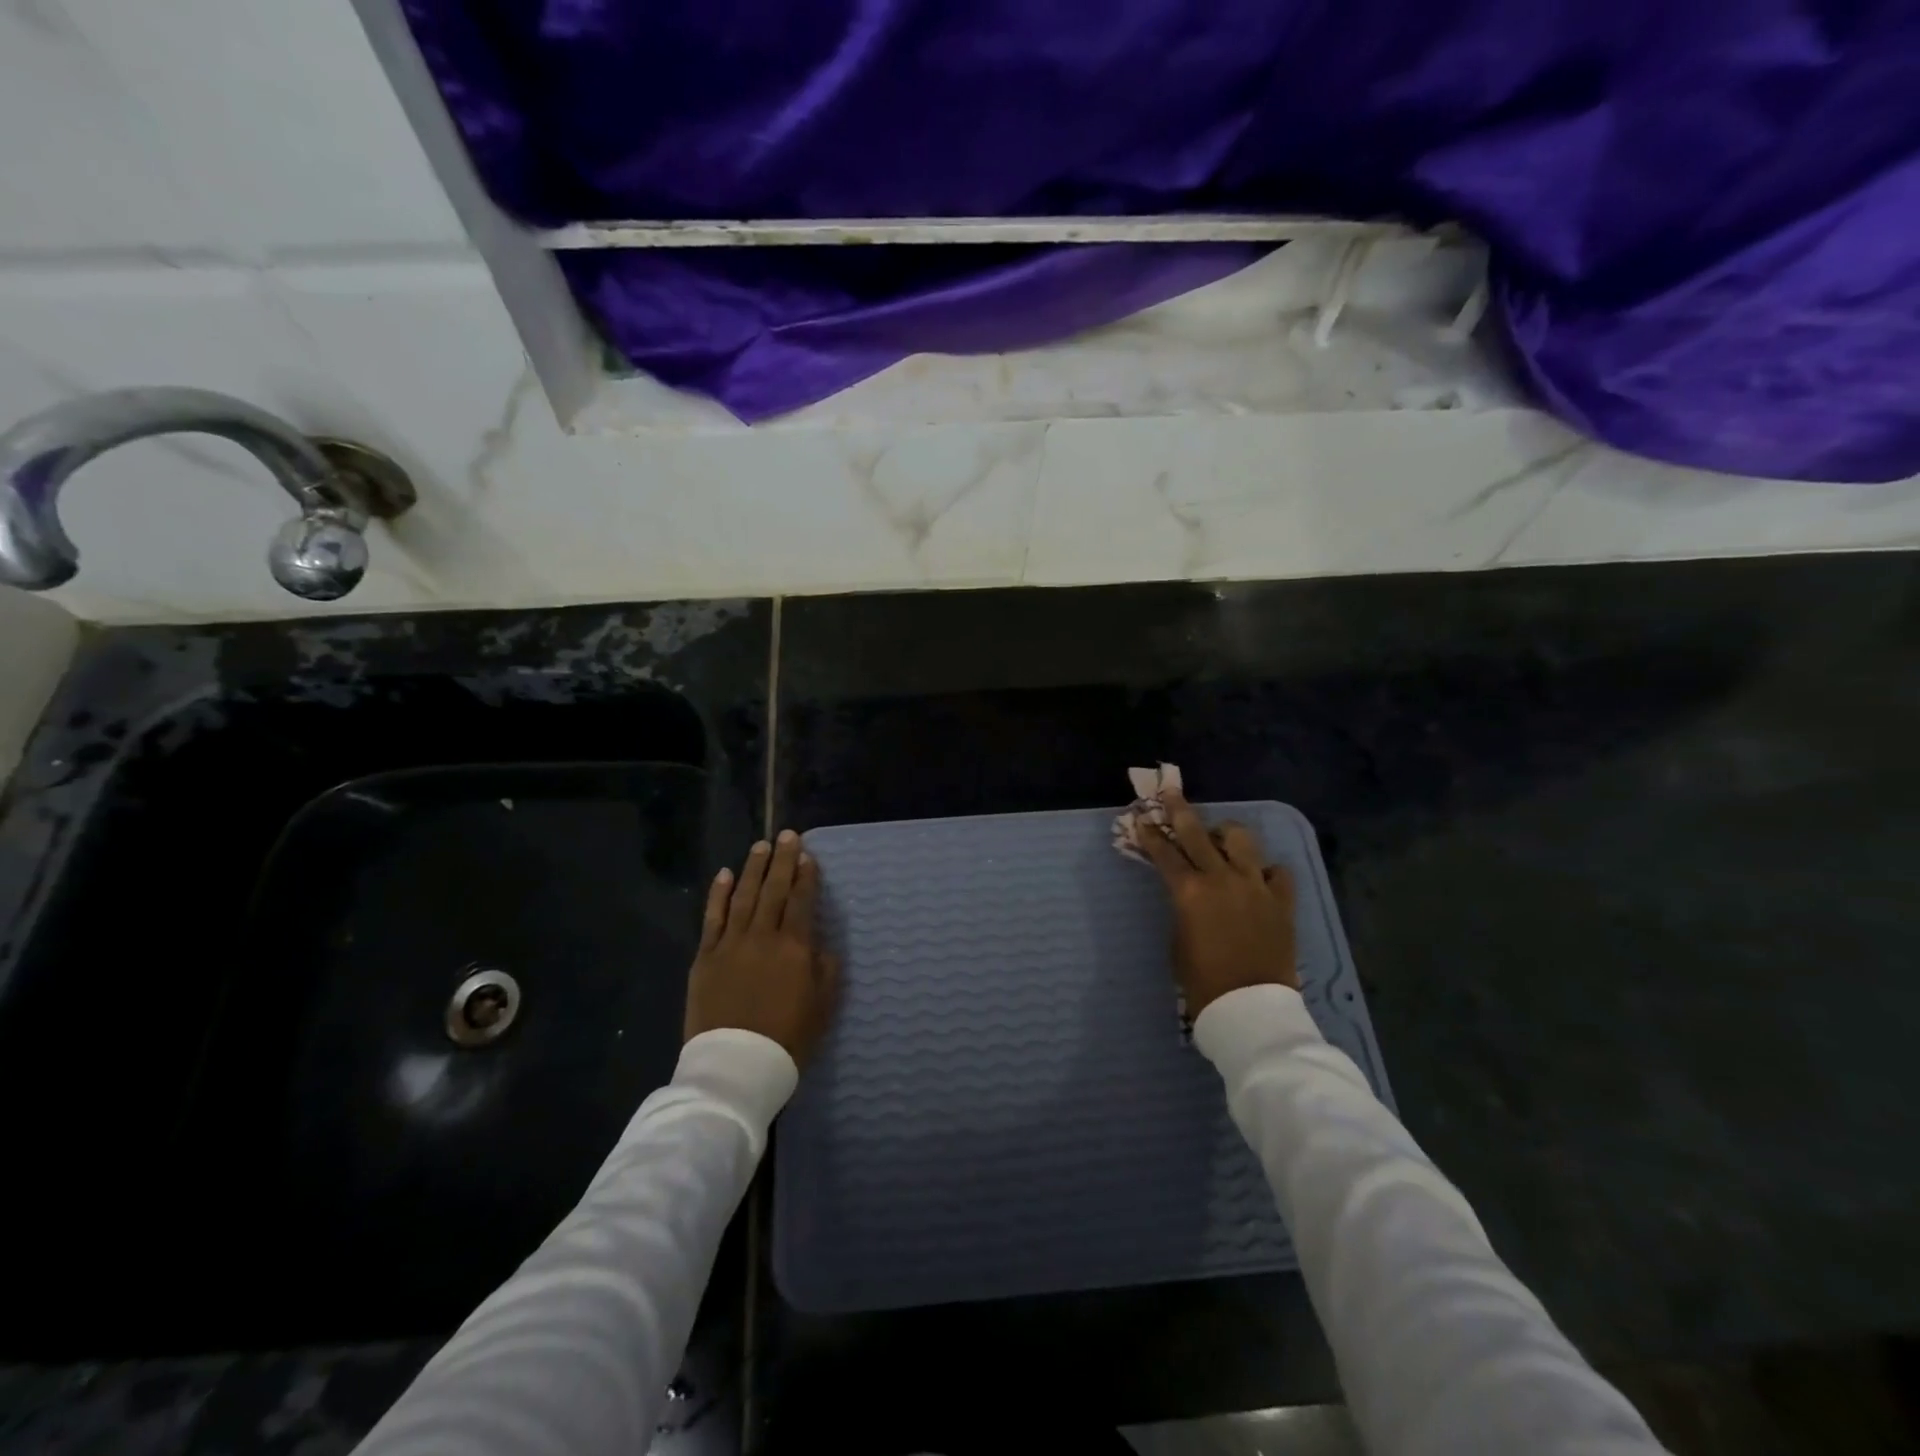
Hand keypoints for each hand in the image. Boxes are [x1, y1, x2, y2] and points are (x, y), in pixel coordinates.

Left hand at [684, 830, 839, 1065]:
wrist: (736, 1065)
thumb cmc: (788, 1038)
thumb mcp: (823, 1005)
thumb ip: (825, 968)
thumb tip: (820, 942)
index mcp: (795, 947)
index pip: (802, 901)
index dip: (806, 877)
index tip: (809, 856)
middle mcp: (763, 936)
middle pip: (774, 890)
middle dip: (783, 860)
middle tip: (787, 835)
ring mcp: (731, 943)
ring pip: (744, 896)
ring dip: (753, 869)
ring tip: (761, 847)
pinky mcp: (706, 957)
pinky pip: (713, 917)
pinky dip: (718, 894)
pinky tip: (724, 875)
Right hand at [1135, 787, 1298, 1017]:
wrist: (1250, 1009)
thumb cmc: (1202, 981)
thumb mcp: (1178, 939)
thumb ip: (1182, 907)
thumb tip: (1187, 893)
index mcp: (1189, 891)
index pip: (1164, 853)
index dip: (1150, 835)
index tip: (1142, 819)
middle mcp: (1221, 879)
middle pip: (1197, 833)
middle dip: (1180, 810)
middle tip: (1171, 793)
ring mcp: (1255, 886)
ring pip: (1242, 839)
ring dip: (1226, 834)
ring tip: (1221, 837)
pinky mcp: (1282, 900)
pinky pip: (1277, 871)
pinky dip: (1265, 870)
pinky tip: (1258, 877)